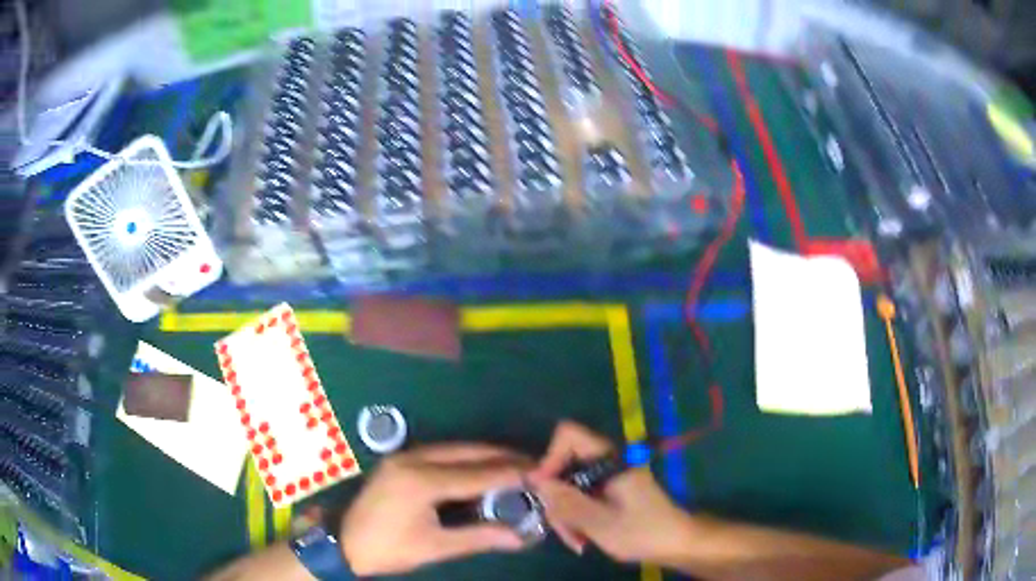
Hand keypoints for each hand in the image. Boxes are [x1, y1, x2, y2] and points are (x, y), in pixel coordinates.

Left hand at [340, 444, 530, 575]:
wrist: (345, 544)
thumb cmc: (390, 549)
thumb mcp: (436, 547)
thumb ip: (479, 537)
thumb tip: (520, 537)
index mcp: (421, 481)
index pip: (476, 473)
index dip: (510, 473)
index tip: (540, 473)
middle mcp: (413, 459)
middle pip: (467, 452)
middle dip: (502, 456)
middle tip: (533, 463)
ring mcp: (403, 457)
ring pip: (454, 449)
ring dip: (484, 455)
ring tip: (514, 464)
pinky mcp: (399, 461)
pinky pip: (440, 454)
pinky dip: (465, 459)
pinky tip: (480, 468)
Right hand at [529, 421, 691, 564]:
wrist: (677, 544)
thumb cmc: (643, 532)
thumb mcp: (601, 523)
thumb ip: (568, 502)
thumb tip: (535, 481)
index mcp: (610, 460)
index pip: (569, 435)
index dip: (550, 457)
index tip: (542, 490)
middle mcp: (607, 463)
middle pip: (565, 465)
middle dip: (557, 498)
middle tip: (561, 529)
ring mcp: (608, 478)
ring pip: (571, 486)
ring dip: (566, 514)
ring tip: (576, 542)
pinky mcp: (609, 492)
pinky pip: (582, 497)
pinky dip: (577, 517)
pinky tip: (582, 538)